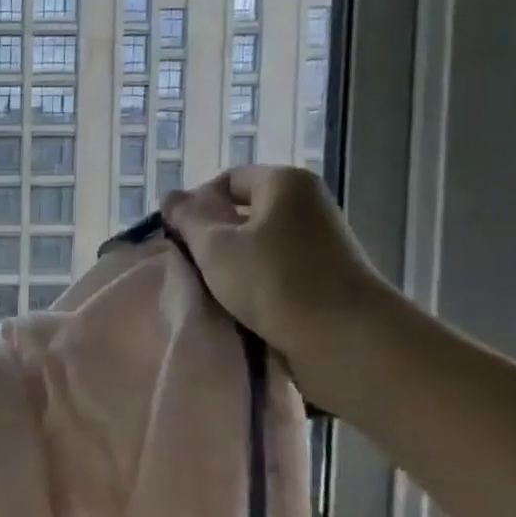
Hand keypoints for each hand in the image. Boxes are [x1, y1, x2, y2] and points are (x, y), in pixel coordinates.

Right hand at [161, 166, 402, 405]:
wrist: (343, 336)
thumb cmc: (272, 280)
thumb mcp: (214, 246)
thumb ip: (188, 218)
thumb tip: (172, 197)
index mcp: (284, 183)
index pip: (228, 180)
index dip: (197, 205)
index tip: (180, 237)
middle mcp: (308, 202)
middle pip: (244, 211)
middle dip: (214, 236)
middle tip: (192, 264)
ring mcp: (322, 239)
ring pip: (260, 242)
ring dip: (233, 263)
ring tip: (214, 288)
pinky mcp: (327, 273)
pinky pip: (278, 266)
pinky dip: (257, 280)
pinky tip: (243, 303)